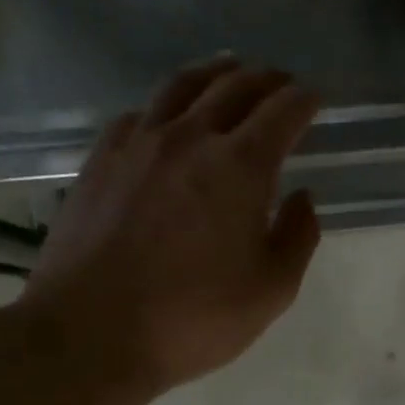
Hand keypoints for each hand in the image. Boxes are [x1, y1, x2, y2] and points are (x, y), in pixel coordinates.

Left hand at [18, 59, 320, 396]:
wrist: (89, 334)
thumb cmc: (192, 317)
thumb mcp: (271, 289)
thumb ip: (297, 236)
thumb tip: (301, 197)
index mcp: (240, 165)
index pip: (283, 111)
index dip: (305, 100)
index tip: (315, 98)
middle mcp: (190, 138)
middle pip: (235, 87)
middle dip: (267, 79)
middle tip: (282, 81)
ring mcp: (139, 145)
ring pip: (182, 87)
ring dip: (215, 73)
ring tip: (230, 69)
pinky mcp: (100, 161)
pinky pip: (139, 114)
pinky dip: (165, 105)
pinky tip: (166, 115)